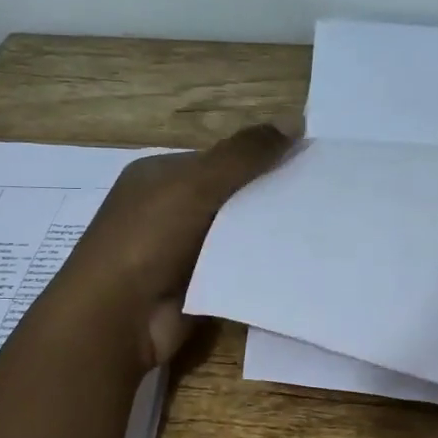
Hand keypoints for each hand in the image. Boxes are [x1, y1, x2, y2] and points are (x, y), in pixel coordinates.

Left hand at [58, 123, 293, 366]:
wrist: (119, 317)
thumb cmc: (150, 237)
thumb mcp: (197, 183)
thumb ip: (245, 154)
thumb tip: (295, 120)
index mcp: (160, 176)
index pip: (220, 160)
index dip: (260, 159)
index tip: (305, 164)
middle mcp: (168, 209)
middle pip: (230, 196)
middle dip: (268, 198)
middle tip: (319, 198)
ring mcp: (181, 251)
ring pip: (236, 234)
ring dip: (267, 234)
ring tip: (317, 228)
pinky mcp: (196, 285)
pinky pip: (236, 268)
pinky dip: (259, 265)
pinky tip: (296, 261)